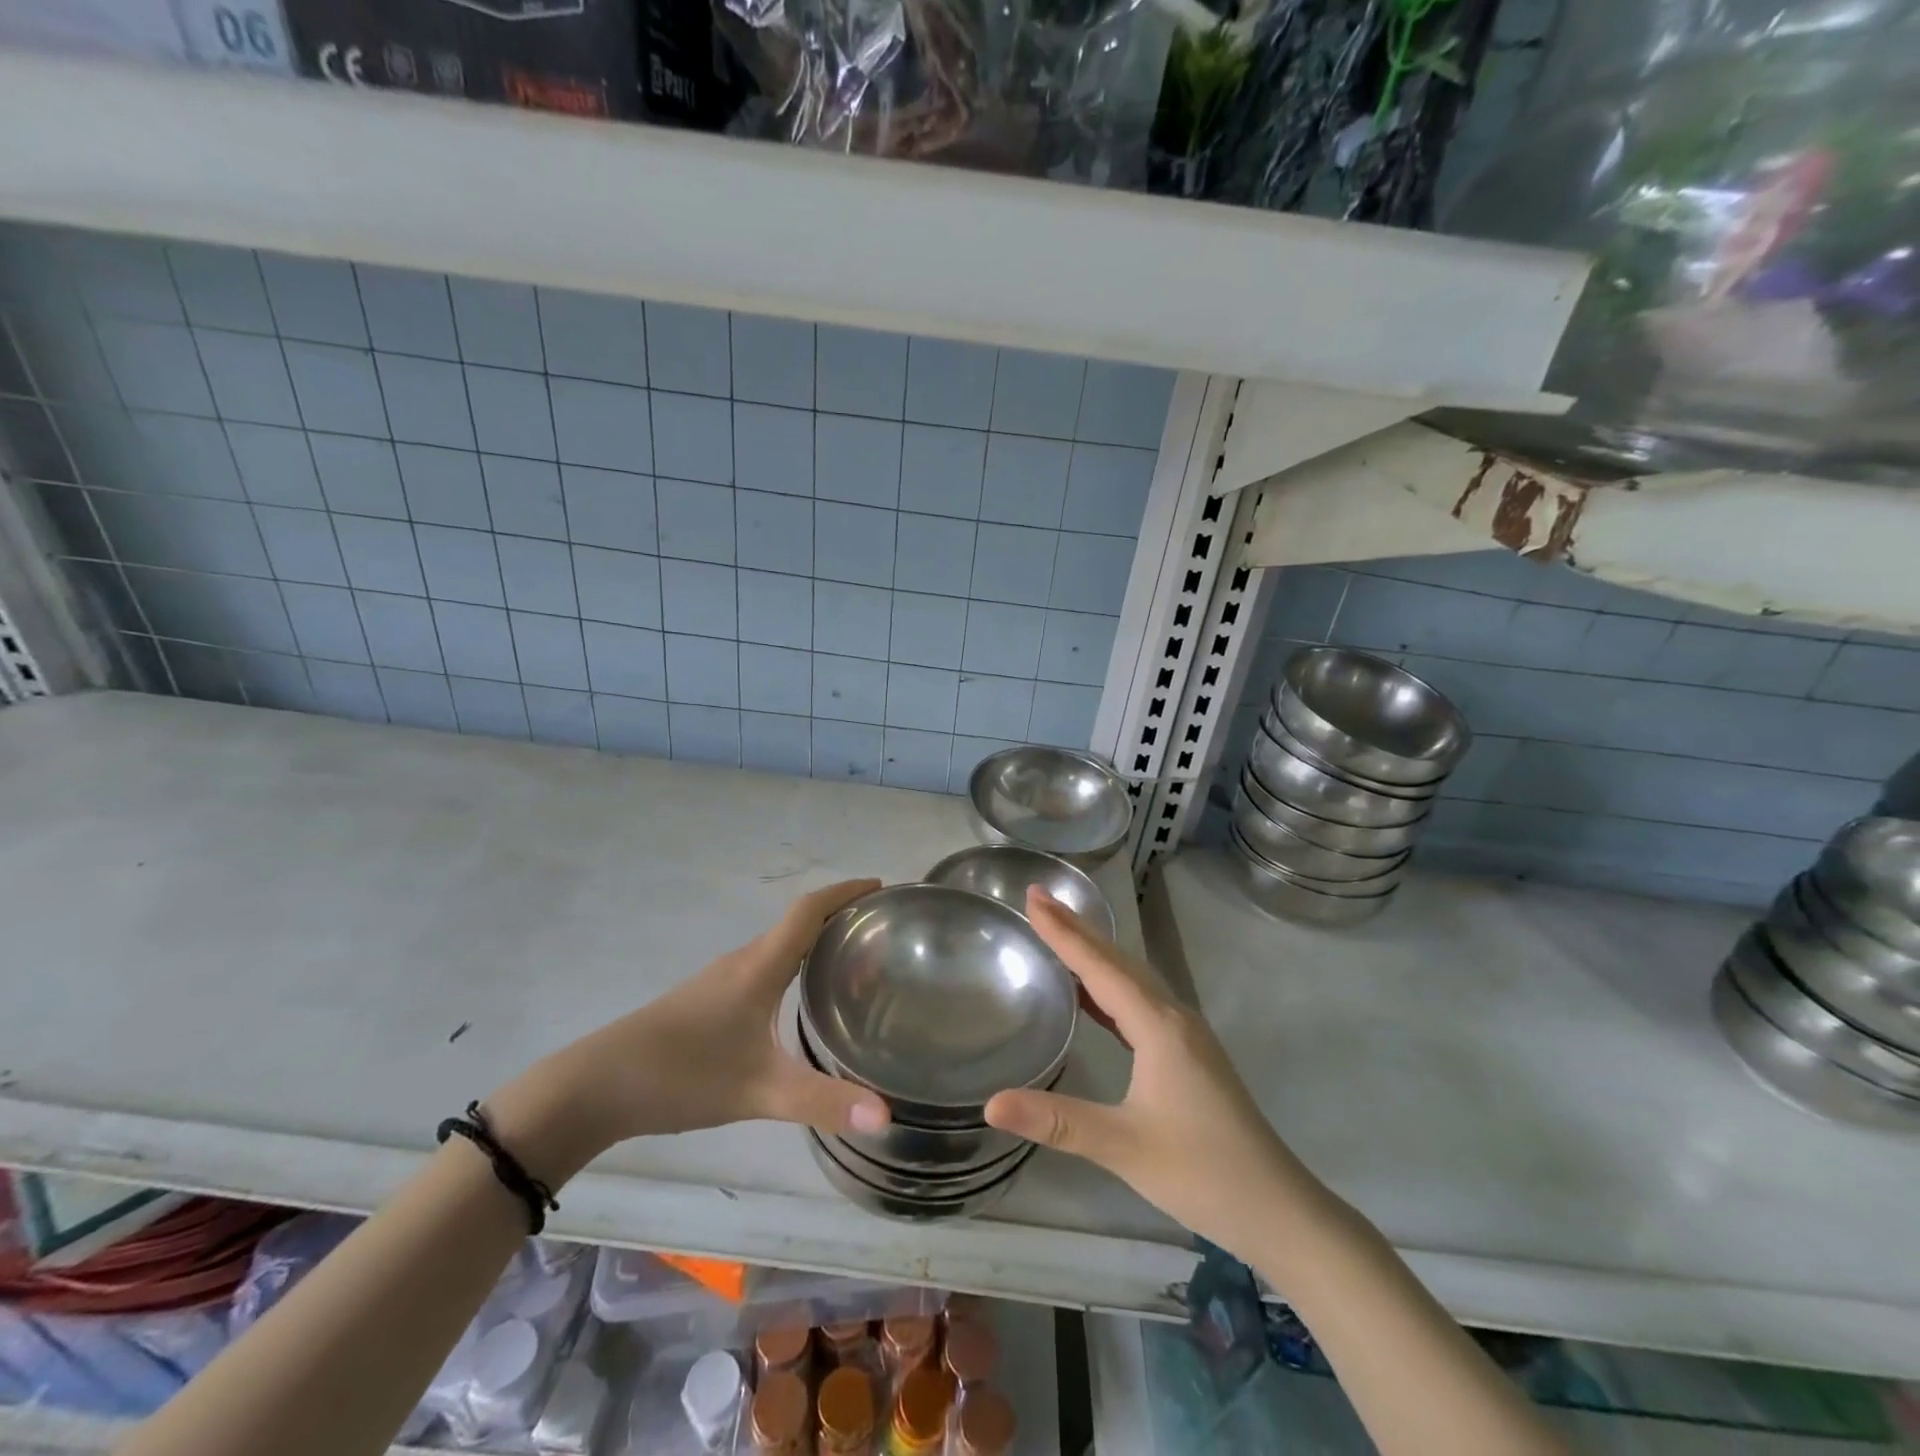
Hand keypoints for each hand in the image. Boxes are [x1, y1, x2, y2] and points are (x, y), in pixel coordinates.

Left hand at [488, 880, 889, 1181]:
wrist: (595, 1087)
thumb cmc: (682, 1074)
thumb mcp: (758, 1091)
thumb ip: (821, 1101)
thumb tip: (886, 1116)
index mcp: (760, 966)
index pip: (809, 911)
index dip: (846, 892)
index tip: (881, 886)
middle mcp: (743, 962)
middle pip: (798, 922)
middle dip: (839, 915)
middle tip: (879, 930)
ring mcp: (720, 981)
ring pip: (778, 946)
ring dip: (815, 940)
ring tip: (851, 960)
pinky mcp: (707, 1001)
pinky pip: (763, 966)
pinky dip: (792, 964)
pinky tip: (798, 997)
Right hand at [985, 888, 1324, 1262]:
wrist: (1277, 1208)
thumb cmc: (1201, 1173)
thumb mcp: (1123, 1146)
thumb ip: (1056, 1121)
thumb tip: (990, 1104)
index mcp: (1159, 1026)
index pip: (1100, 967)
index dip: (1064, 931)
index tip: (1033, 897)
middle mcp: (1173, 1016)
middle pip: (1118, 961)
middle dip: (1077, 928)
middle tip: (1038, 899)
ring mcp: (1185, 1033)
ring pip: (1132, 978)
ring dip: (1094, 952)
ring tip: (1058, 932)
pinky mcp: (1188, 1052)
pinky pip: (1141, 1001)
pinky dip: (1109, 985)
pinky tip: (1091, 994)